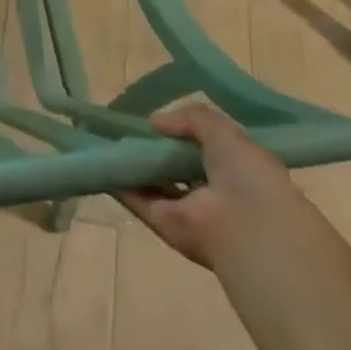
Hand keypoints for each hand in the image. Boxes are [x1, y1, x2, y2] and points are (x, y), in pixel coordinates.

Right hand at [118, 95, 307, 270]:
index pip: (202, 146)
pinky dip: (118, 182)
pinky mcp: (164, 223)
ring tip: (103, 137)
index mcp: (234, 169)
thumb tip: (155, 121)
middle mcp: (210, 190)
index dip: (180, 131)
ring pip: (153, 182)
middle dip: (152, 147)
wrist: (250, 232)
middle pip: (174, 165)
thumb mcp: (225, 132)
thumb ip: (190, 118)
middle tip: (124, 124)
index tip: (156, 117)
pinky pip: (137, 199)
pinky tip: (100, 159)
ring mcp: (186, 208)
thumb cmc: (248, 176)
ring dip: (132, 163)